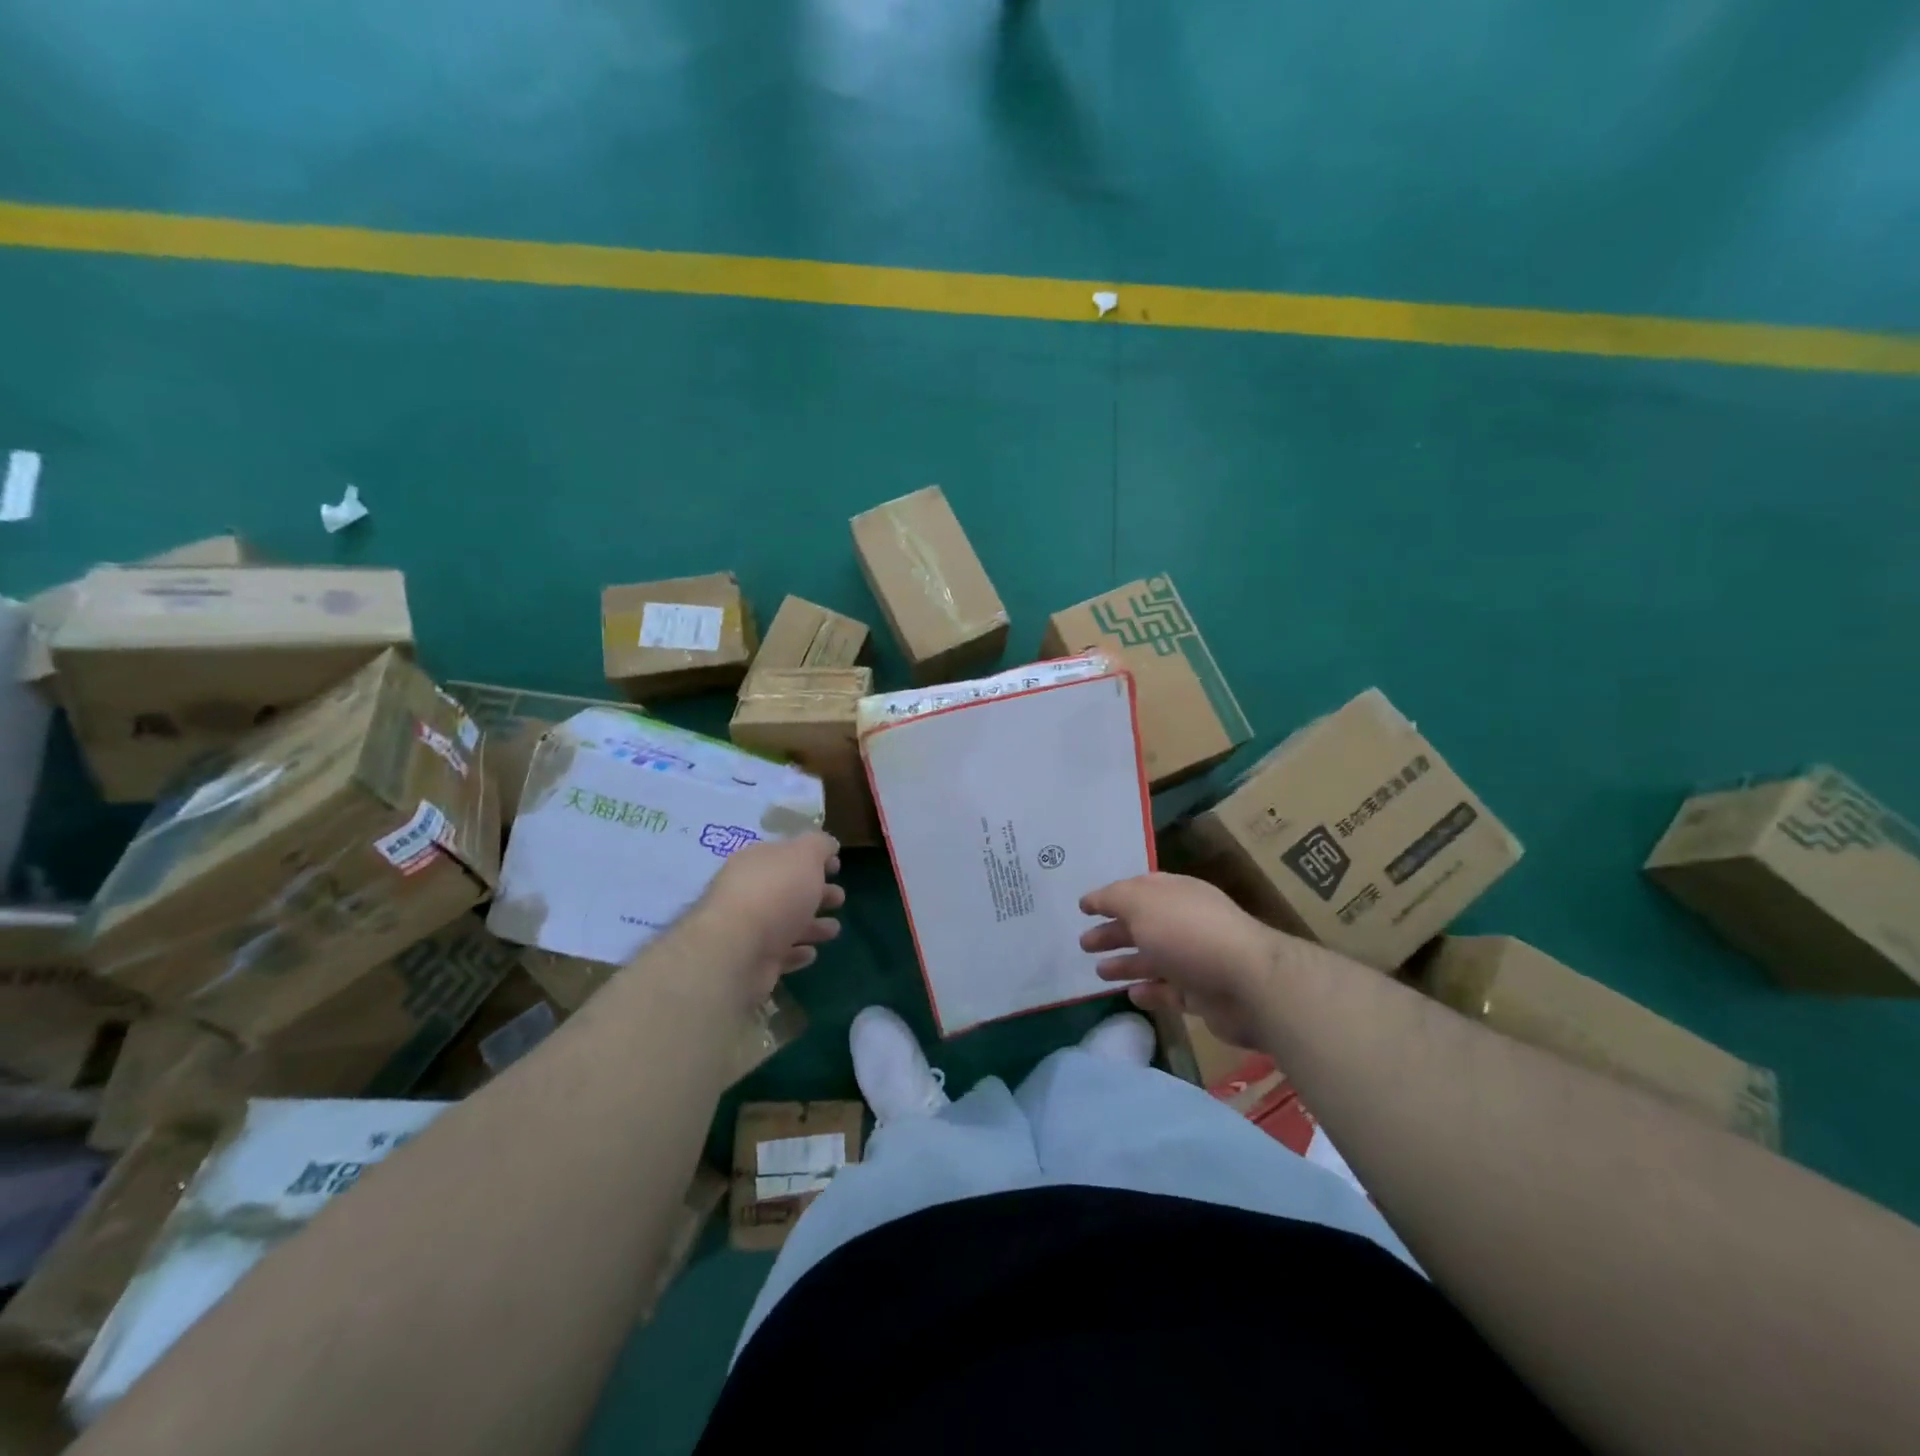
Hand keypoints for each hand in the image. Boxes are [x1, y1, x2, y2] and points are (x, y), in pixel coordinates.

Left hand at [694, 833, 844, 1007]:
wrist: (737, 951)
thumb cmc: (775, 893)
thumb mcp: (805, 855)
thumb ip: (819, 844)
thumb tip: (828, 845)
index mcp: (757, 862)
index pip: (786, 854)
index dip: (814, 858)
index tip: (837, 866)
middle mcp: (749, 892)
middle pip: (788, 890)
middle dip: (817, 893)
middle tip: (839, 898)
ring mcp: (748, 929)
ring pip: (787, 924)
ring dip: (812, 926)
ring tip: (833, 929)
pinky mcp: (752, 962)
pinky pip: (780, 954)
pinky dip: (796, 952)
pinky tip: (810, 953)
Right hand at [1079, 873, 1284, 1048]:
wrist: (1248, 983)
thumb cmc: (1188, 933)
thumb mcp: (1141, 904)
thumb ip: (1113, 899)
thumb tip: (1093, 899)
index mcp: (1174, 894)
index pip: (1137, 890)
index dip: (1109, 897)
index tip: (1083, 908)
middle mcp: (1184, 922)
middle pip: (1141, 925)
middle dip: (1112, 932)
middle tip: (1083, 944)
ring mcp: (1195, 959)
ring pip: (1153, 959)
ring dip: (1126, 964)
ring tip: (1098, 972)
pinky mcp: (1203, 993)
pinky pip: (1169, 991)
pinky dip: (1149, 992)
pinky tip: (1131, 995)